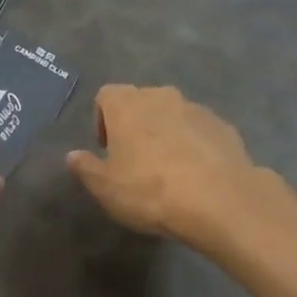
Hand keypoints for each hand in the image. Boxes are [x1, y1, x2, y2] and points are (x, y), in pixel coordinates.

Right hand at [67, 84, 265, 250]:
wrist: (220, 201)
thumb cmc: (150, 190)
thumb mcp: (106, 188)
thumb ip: (86, 167)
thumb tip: (72, 155)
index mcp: (127, 104)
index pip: (106, 95)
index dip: (101, 120)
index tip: (107, 150)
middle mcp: (161, 96)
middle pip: (140, 102)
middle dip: (135, 125)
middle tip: (135, 160)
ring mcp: (196, 109)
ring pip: (172, 115)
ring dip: (166, 134)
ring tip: (169, 171)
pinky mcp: (224, 126)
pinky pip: (199, 130)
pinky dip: (194, 145)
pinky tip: (197, 176)